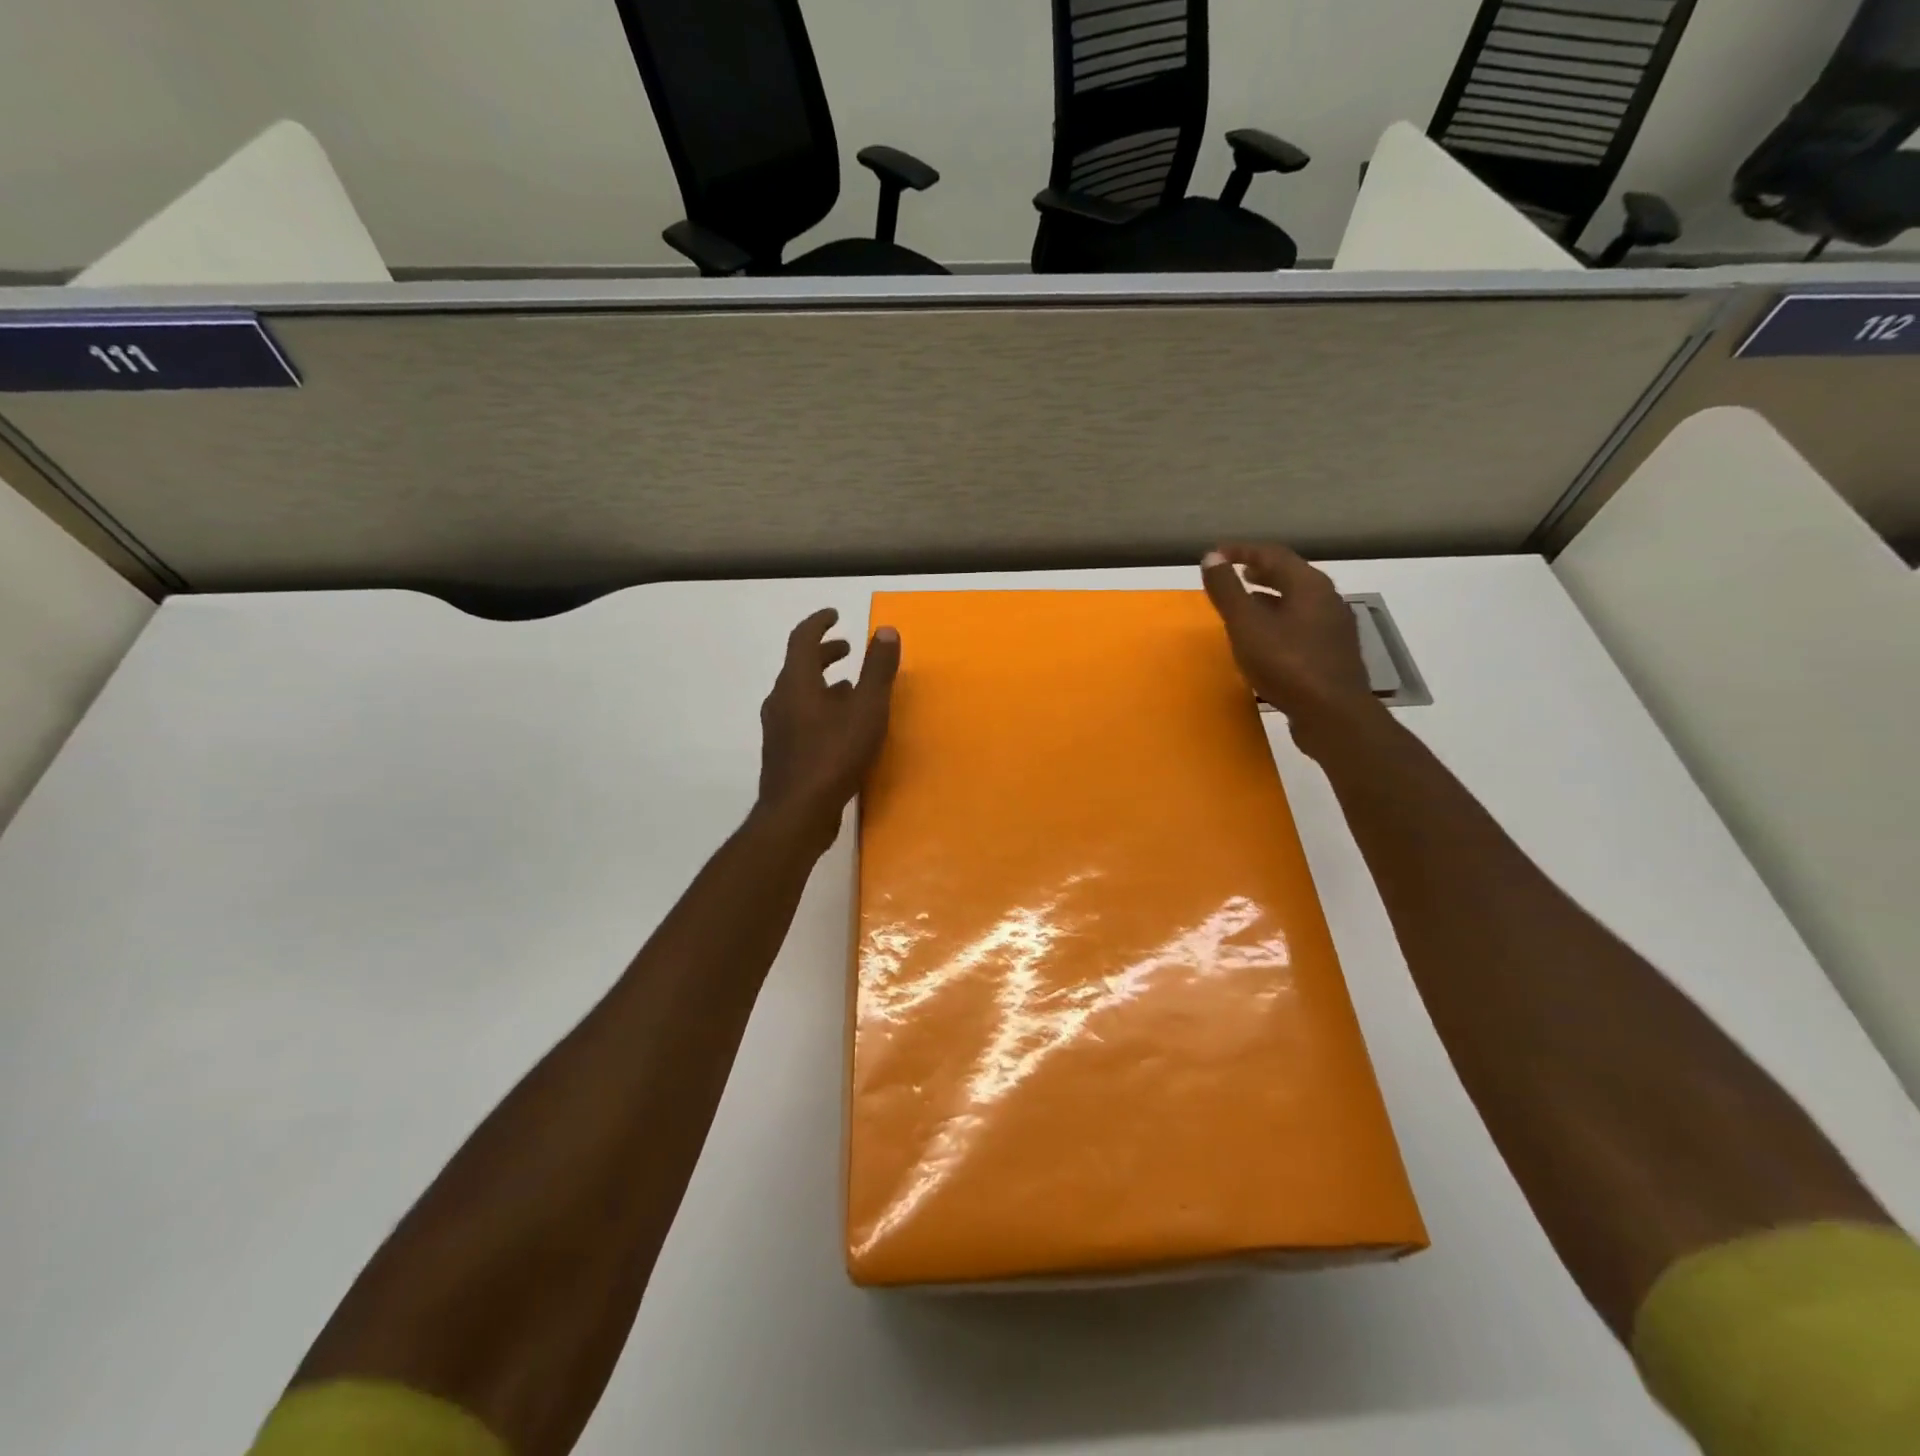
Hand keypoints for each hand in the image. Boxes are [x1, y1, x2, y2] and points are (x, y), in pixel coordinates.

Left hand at [757, 608, 900, 847]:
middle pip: (800, 665)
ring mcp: (779, 728)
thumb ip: (877, 670)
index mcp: (797, 682)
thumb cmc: (834, 755)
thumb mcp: (866, 709)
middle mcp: (781, 700)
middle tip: (848, 649)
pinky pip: (801, 717)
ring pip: (800, 693)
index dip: (819, 622)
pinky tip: (841, 726)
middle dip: (825, 653)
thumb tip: (885, 631)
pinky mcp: (784, 753)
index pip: (802, 639)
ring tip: (851, 686)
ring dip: (824, 682)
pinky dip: (821, 707)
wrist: (798, 813)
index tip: (835, 615)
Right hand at [1200, 544, 1380, 753]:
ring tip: (1245, 605)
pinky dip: (1279, 621)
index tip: (1217, 554)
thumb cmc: (1286, 664)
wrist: (1333, 715)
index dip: (1242, 551)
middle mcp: (1327, 599)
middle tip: (1235, 574)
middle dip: (1260, 572)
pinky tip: (1265, 640)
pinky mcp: (1332, 654)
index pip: (1273, 554)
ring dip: (1270, 598)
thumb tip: (1211, 556)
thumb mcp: (1246, 625)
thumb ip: (1227, 590)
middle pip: (1290, 575)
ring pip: (1297, 602)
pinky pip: (1302, 625)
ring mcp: (1333, 628)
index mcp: (1309, 585)